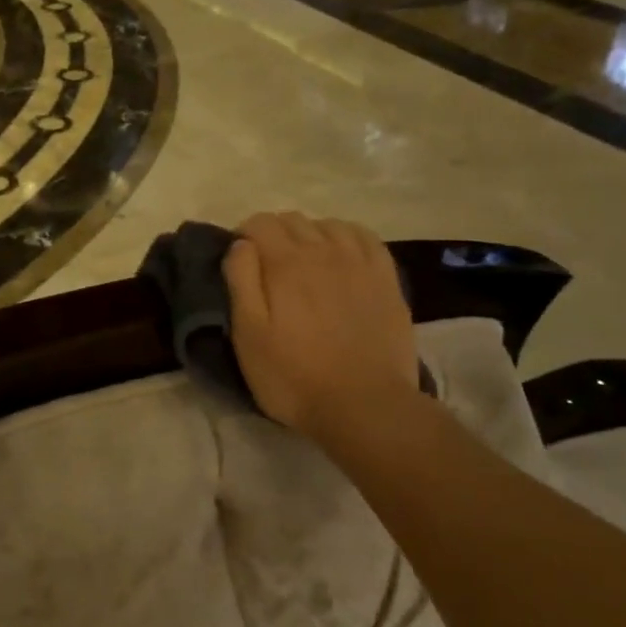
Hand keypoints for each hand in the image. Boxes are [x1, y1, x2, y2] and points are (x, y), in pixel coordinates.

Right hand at [223, 212, 420, 454]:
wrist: (365, 406)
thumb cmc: (295, 376)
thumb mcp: (248, 335)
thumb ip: (240, 281)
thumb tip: (240, 245)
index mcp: (285, 262)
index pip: (259, 223)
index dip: (243, 236)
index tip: (239, 262)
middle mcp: (323, 250)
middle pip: (292, 220)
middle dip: (273, 235)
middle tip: (267, 269)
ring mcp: (359, 262)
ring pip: (327, 225)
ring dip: (309, 235)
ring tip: (304, 264)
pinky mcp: (386, 278)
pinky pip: (364, 237)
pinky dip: (345, 237)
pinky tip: (341, 256)